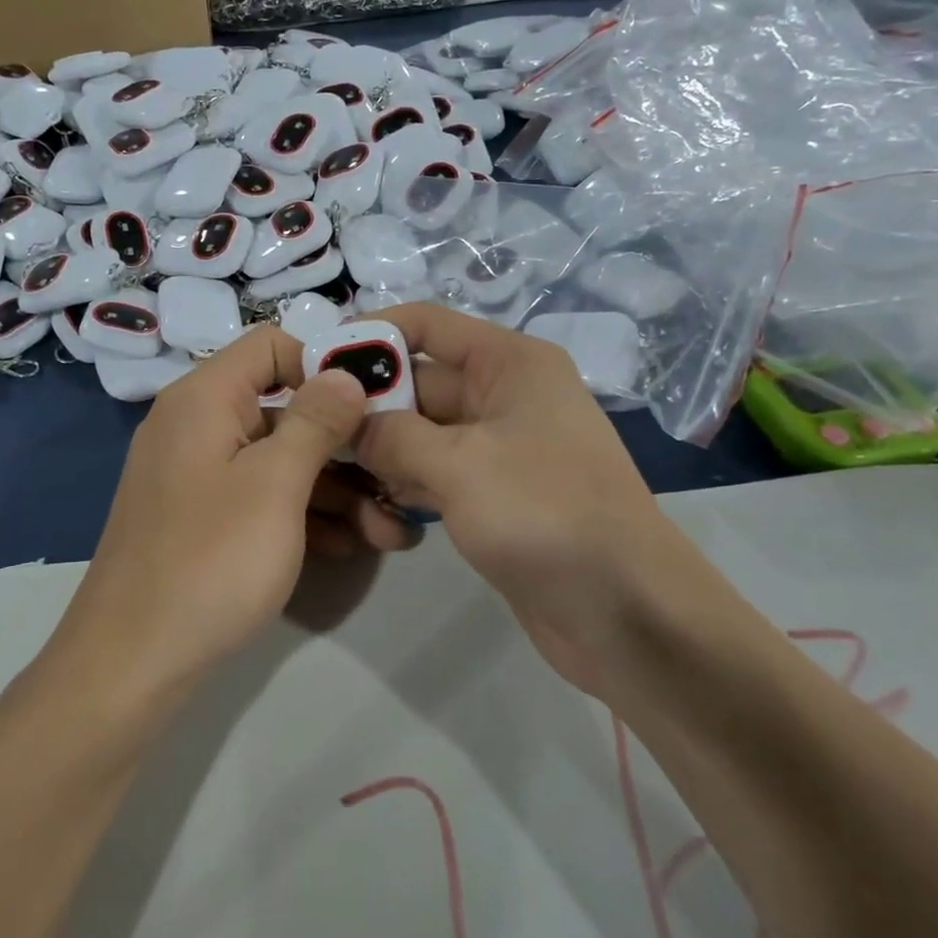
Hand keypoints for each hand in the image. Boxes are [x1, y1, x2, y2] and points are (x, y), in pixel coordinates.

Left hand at [60, 327, 416, 700]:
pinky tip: (348, 546)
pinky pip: (261, 497)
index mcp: (204, 398)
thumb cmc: (209, 561)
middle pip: (283, 408)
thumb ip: (315, 421)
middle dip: (345, 442)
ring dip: (335, 488)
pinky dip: (302, 514)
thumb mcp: (275, 485)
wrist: (131, 663)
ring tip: (390, 529)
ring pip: (278, 460)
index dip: (326, 361)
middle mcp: (197, 426)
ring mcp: (198, 475)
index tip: (377, 396)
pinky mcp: (203, 519)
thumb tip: (346, 372)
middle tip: (398, 475)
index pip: (272, 345)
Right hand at [354, 305, 683, 692]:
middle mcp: (504, 395)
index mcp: (509, 363)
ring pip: (421, 431)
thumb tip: (346, 422)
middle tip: (313, 433)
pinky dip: (405, 482)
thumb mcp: (458, 464)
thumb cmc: (545, 514)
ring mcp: (499, 447)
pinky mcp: (493, 493)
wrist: (625, 612)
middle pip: (418, 381)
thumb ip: (391, 435)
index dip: (372, 335)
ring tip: (336, 473)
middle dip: (369, 405)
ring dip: (382, 450)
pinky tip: (375, 507)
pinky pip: (435, 471)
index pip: (426, 324)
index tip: (317, 363)